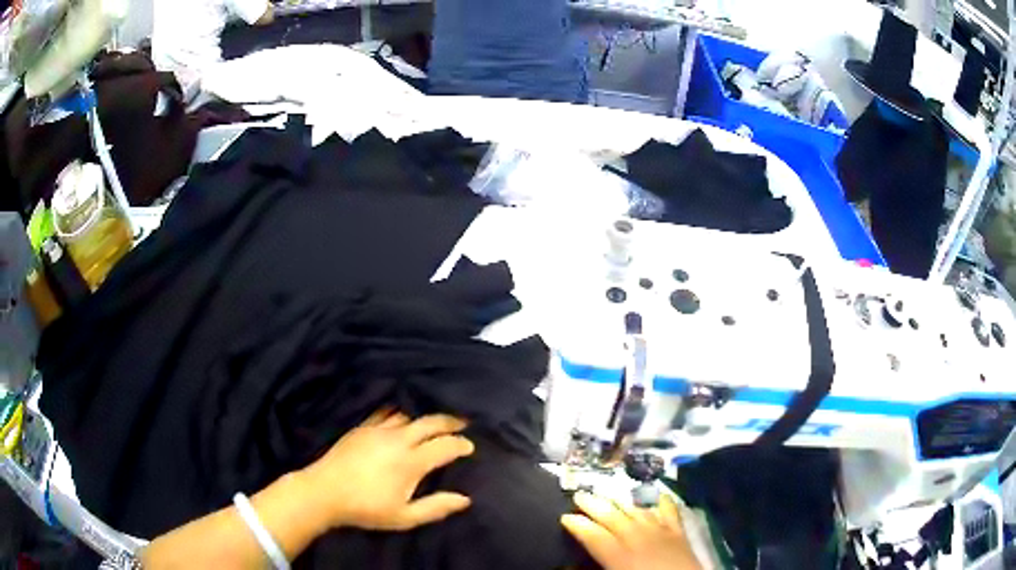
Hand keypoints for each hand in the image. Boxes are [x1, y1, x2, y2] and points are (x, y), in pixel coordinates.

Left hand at [299, 409, 474, 530]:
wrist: (324, 492)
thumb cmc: (367, 508)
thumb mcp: (405, 517)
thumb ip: (436, 507)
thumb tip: (465, 499)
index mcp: (411, 462)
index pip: (445, 446)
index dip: (461, 445)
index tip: (470, 447)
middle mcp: (398, 440)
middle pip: (430, 422)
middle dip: (450, 422)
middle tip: (463, 423)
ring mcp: (378, 430)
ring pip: (408, 416)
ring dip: (424, 419)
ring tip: (432, 424)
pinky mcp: (362, 427)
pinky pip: (386, 414)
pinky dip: (399, 414)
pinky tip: (400, 419)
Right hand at [562, 492, 700, 569]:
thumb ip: (595, 568)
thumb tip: (571, 565)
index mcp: (619, 555)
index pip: (594, 535)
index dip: (578, 524)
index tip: (565, 516)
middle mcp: (638, 538)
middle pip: (613, 517)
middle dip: (594, 505)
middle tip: (579, 495)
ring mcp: (661, 532)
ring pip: (637, 511)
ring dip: (621, 502)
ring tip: (608, 494)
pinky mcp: (679, 533)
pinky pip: (669, 512)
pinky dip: (662, 502)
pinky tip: (657, 496)